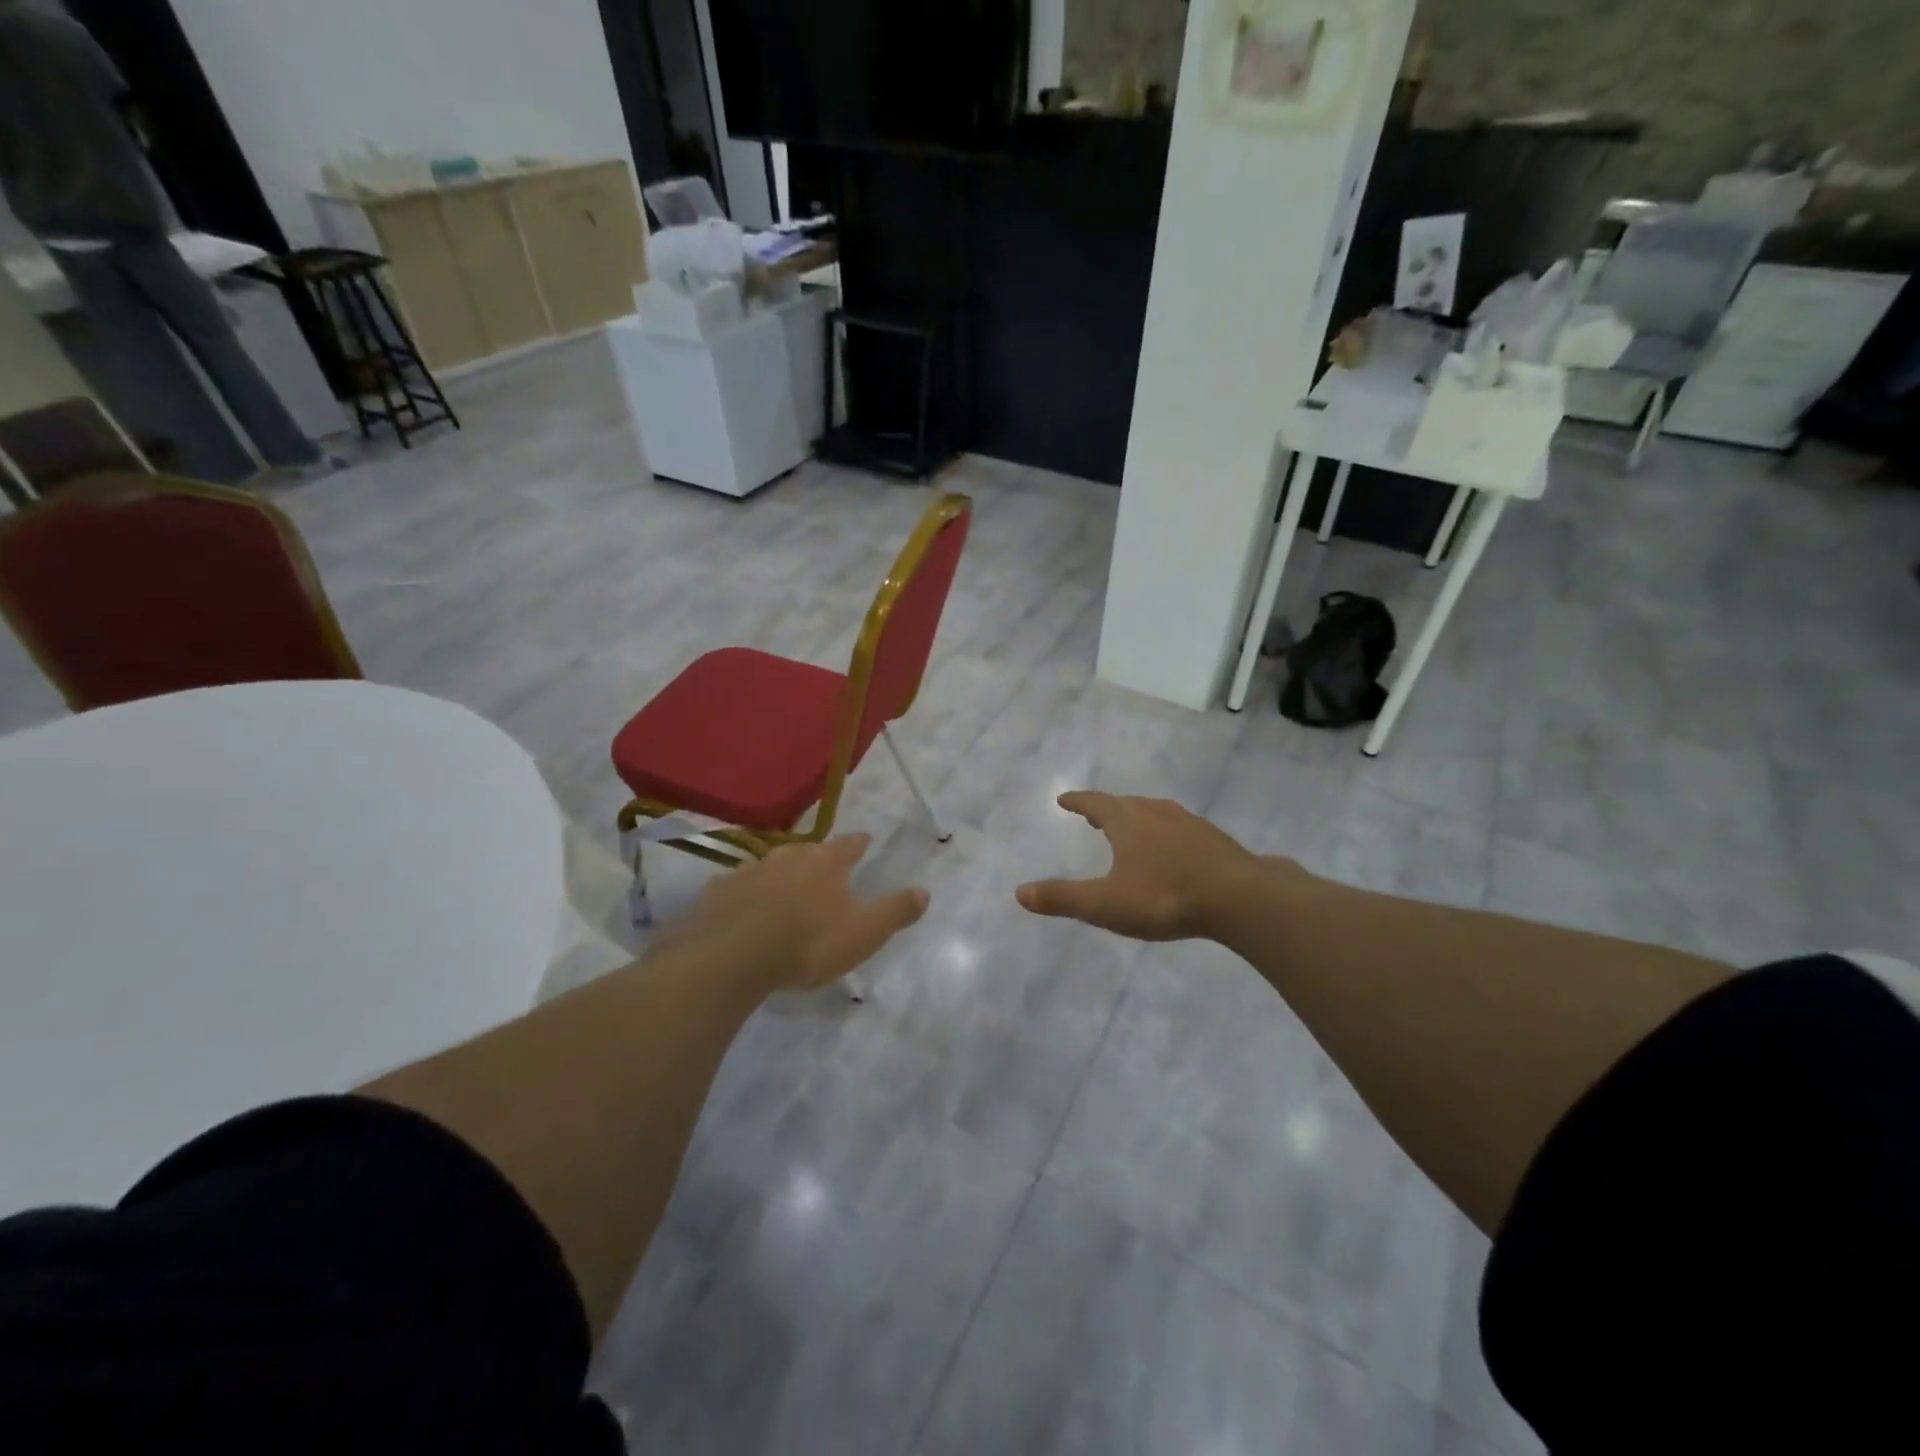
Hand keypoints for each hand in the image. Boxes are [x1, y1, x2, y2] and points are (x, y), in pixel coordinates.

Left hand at [675, 835, 929, 991]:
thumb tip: (925, 891)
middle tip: (823, 869)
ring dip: (779, 874)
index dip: (860, 843)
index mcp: (826, 862)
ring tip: (783, 889)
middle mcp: (787, 857)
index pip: (850, 844)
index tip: (866, 840)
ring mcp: (749, 871)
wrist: (732, 957)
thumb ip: (895, 911)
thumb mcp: (864, 933)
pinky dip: (744, 893)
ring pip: (770, 866)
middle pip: (807, 851)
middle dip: (817, 858)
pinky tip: (742, 907)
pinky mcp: (718, 892)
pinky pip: (736, 886)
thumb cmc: (808, 943)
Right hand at [1016, 792, 1264, 941]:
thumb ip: (1062, 898)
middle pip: (1124, 804)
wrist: (1240, 898)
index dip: (1077, 801)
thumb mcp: (1105, 904)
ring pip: (1153, 813)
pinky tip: (1170, 850)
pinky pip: (1177, 828)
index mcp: (1126, 820)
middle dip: (1105, 809)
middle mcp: (1155, 811)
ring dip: (1136, 818)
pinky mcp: (1212, 838)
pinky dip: (1163, 833)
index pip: (1094, 802)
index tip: (1063, 799)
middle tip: (1092, 815)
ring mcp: (1187, 822)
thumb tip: (1019, 893)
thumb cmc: (1164, 896)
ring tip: (1129, 829)